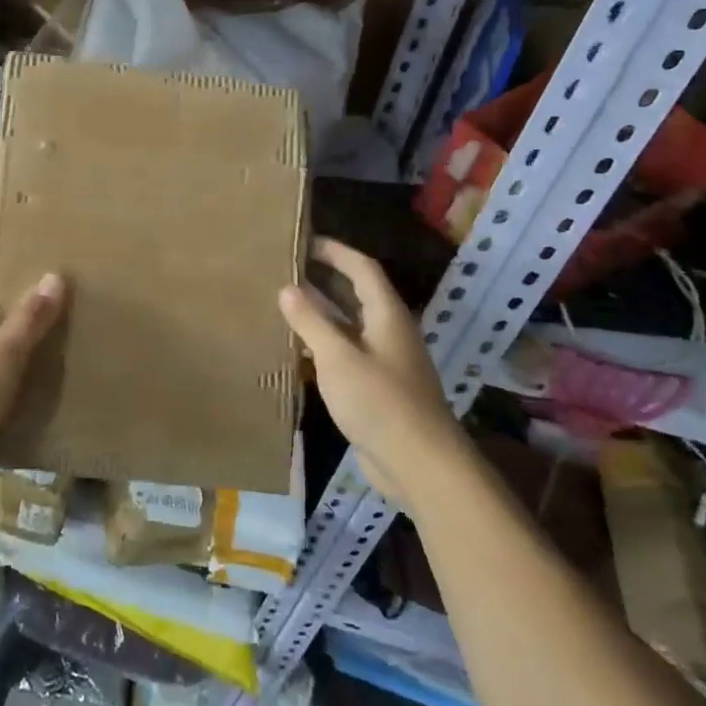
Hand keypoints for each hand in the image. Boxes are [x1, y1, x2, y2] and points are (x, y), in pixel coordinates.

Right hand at [279, 237, 466, 500]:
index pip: (362, 268)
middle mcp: (389, 332)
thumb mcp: (337, 357)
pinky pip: (347, 352)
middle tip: (286, 268)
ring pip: (350, 325)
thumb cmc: (380, 402)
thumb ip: (311, 321)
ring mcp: (385, 361)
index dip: (335, 251)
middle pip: (357, 293)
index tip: (303, 241)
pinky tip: (298, 350)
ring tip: (284, 303)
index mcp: (387, 315)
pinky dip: (324, 343)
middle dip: (325, 278)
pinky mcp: (378, 388)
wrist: (420, 464)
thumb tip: (286, 288)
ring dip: (322, 312)